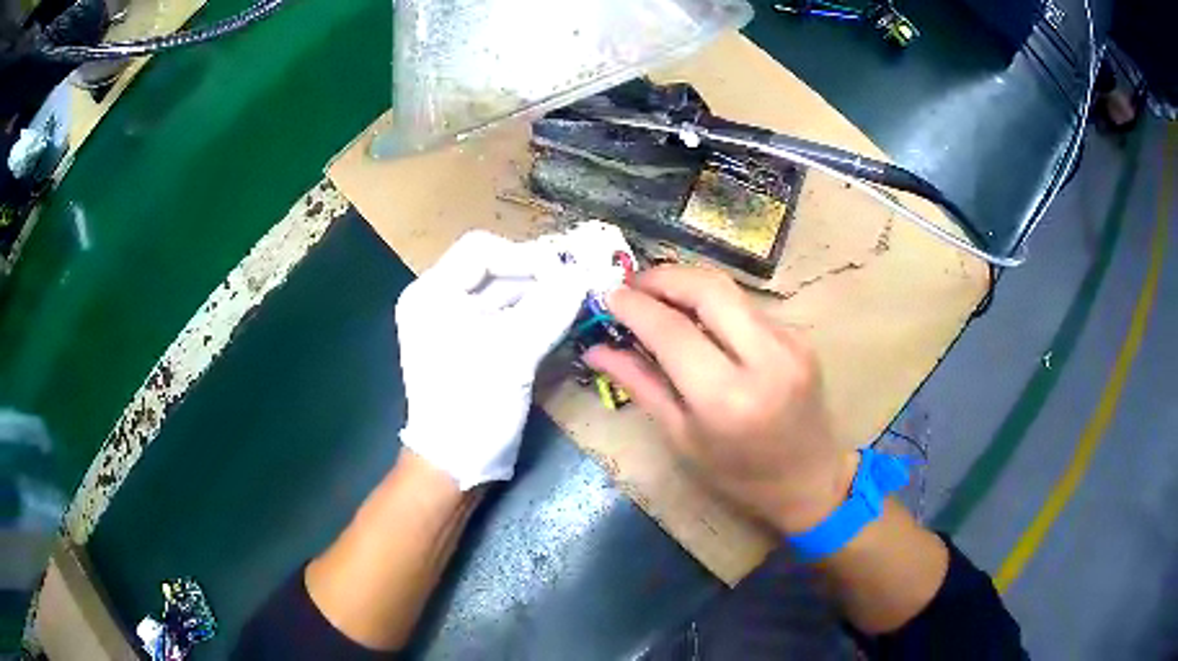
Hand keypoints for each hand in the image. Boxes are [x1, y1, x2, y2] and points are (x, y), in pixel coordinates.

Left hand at [395, 230, 587, 489]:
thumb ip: (550, 307)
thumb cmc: (471, 405)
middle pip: (494, 271)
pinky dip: (534, 317)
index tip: (565, 273)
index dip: (525, 256)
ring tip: (577, 302)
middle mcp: (439, 302)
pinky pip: (507, 319)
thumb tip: (583, 274)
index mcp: (432, 294)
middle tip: (579, 284)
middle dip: (538, 276)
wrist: (454, 466)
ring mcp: (455, 326)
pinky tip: (562, 321)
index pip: (481, 250)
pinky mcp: (473, 348)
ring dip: (541, 296)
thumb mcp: (512, 353)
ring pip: (504, 295)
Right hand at [584, 266, 857, 533]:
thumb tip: (597, 349)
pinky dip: (714, 305)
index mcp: (726, 398)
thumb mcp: (682, 438)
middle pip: (708, 288)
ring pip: (730, 291)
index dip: (634, 306)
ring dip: (688, 285)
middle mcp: (764, 359)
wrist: (810, 480)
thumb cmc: (739, 476)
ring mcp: (789, 343)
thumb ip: (641, 385)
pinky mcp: (799, 337)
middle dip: (663, 277)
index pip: (672, 330)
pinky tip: (697, 322)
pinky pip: (747, 308)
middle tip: (632, 286)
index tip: (607, 294)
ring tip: (657, 298)